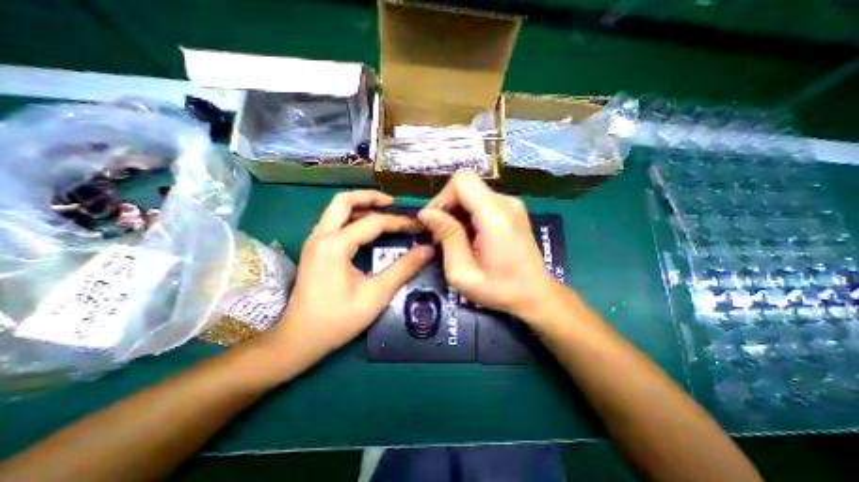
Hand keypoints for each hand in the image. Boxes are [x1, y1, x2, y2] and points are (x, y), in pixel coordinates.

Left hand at [264, 190, 437, 369]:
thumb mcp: (376, 294)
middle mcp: (320, 236)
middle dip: (370, 197)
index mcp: (335, 245)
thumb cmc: (338, 319)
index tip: (418, 226)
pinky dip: (352, 218)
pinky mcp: (314, 250)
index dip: (399, 222)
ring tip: (383, 211)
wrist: (299, 340)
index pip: (373, 222)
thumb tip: (427, 250)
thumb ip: (403, 269)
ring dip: (360, 206)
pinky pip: (334, 223)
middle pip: (343, 201)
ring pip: (336, 210)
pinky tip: (366, 228)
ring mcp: (314, 242)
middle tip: (393, 203)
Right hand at [419, 171, 557, 318]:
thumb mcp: (463, 273)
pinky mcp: (511, 210)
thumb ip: (447, 238)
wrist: (536, 295)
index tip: (434, 223)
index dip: (442, 198)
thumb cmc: (500, 290)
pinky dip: (467, 215)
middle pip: (465, 185)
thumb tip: (426, 213)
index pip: (462, 181)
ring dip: (456, 212)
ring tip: (454, 240)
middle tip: (441, 236)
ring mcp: (511, 204)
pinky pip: (480, 202)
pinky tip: (468, 237)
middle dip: (447, 207)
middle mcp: (506, 202)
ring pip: (471, 193)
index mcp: (496, 216)